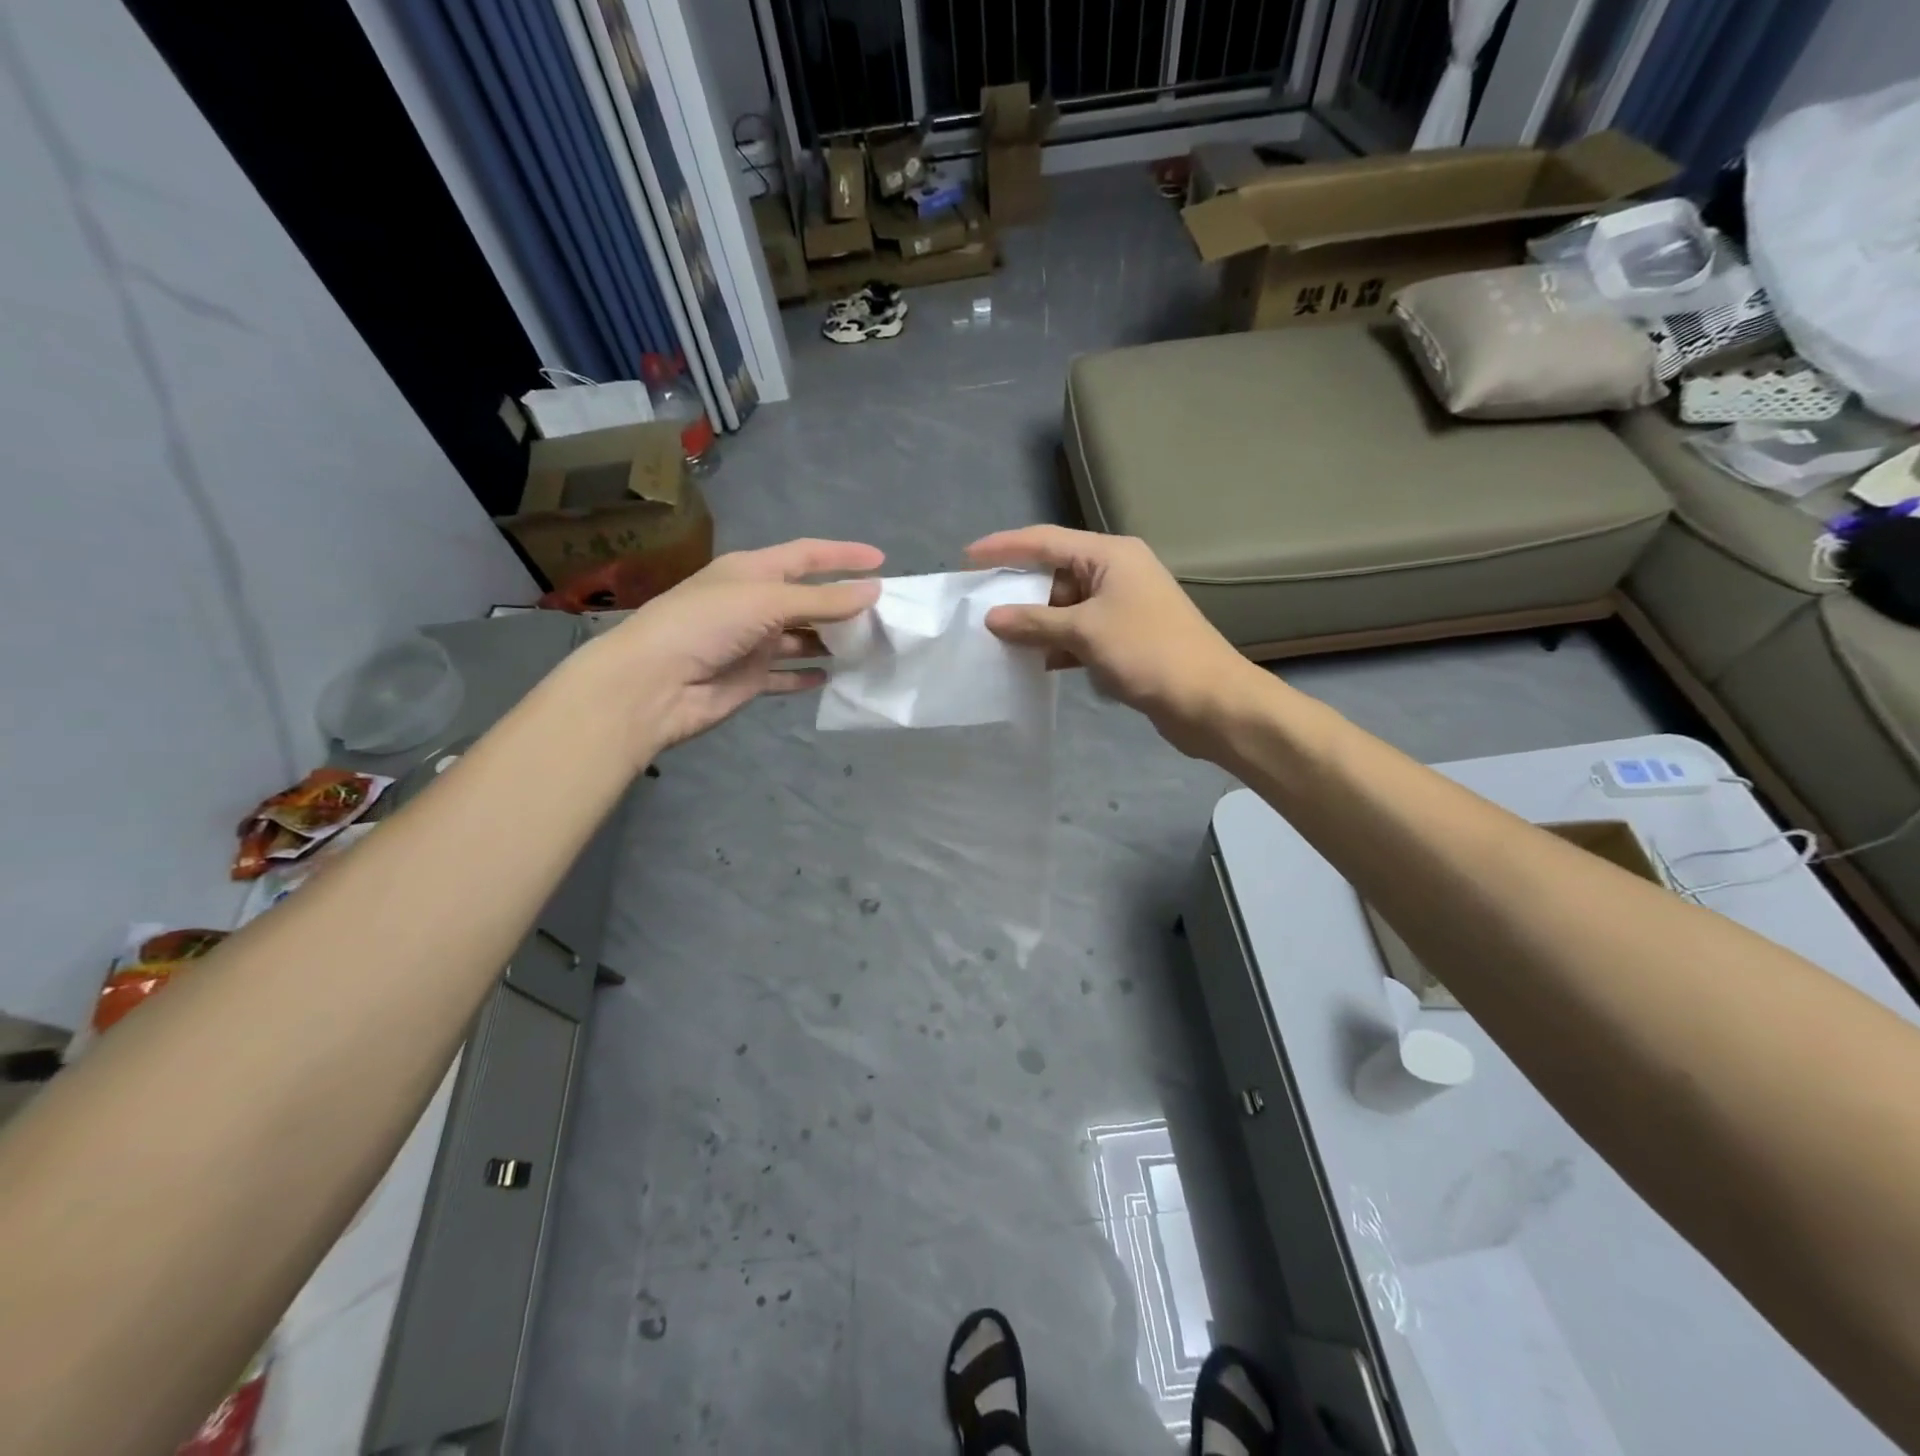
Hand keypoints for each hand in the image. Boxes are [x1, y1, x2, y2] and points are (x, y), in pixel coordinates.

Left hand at [586, 538, 881, 760]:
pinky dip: (808, 675)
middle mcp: (753, 604)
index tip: (882, 561)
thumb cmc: (706, 625)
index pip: (807, 556)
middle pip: (808, 599)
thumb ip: (823, 600)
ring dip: (832, 642)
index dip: (843, 555)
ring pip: (802, 639)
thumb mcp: (767, 601)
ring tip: (871, 646)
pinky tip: (835, 677)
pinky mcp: (749, 678)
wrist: (653, 685)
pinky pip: (787, 675)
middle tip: (885, 615)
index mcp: (752, 572)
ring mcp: (752, 643)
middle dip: (844, 604)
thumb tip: (875, 590)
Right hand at [966, 526, 1254, 756]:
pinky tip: (1029, 661)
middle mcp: (1116, 572)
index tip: (966, 559)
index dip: (1004, 547)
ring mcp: (1122, 606)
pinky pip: (1078, 632)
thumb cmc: (1148, 653)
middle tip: (977, 606)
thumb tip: (993, 617)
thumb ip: (1035, 622)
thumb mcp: (1085, 632)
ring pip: (1065, 606)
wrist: (1208, 700)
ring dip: (1034, 622)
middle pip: (1055, 573)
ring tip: (994, 637)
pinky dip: (1055, 644)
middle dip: (1018, 590)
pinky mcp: (1124, 638)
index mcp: (1110, 555)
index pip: (1046, 540)